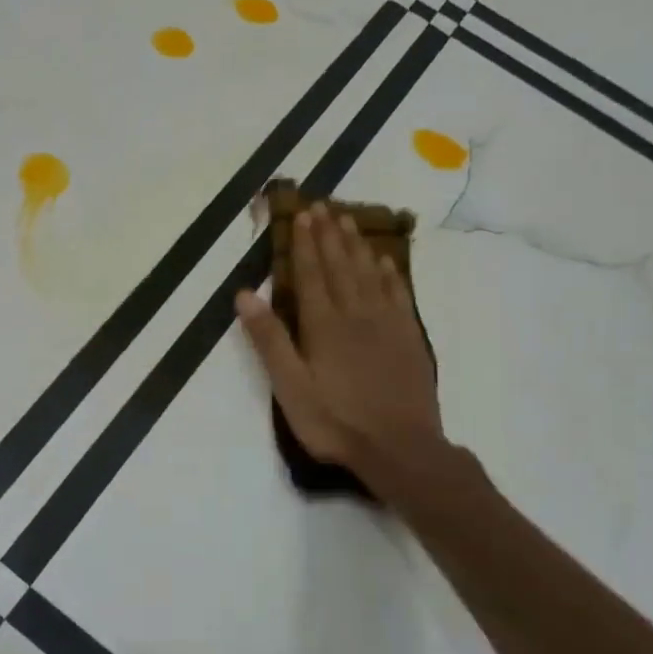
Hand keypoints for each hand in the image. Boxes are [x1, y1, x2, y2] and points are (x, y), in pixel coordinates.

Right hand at [236, 203, 447, 508]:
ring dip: (357, 245)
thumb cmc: (335, 421)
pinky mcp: (408, 337)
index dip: (305, 243)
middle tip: (323, 206)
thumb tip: (244, 294)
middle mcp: (356, 314)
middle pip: (340, 266)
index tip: (302, 215)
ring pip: (369, 273)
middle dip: (329, 235)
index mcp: (323, 325)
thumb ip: (269, 339)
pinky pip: (397, 294)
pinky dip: (388, 273)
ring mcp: (386, 324)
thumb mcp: (290, 387)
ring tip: (349, 220)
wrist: (400, 447)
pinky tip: (384, 261)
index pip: (311, 274)